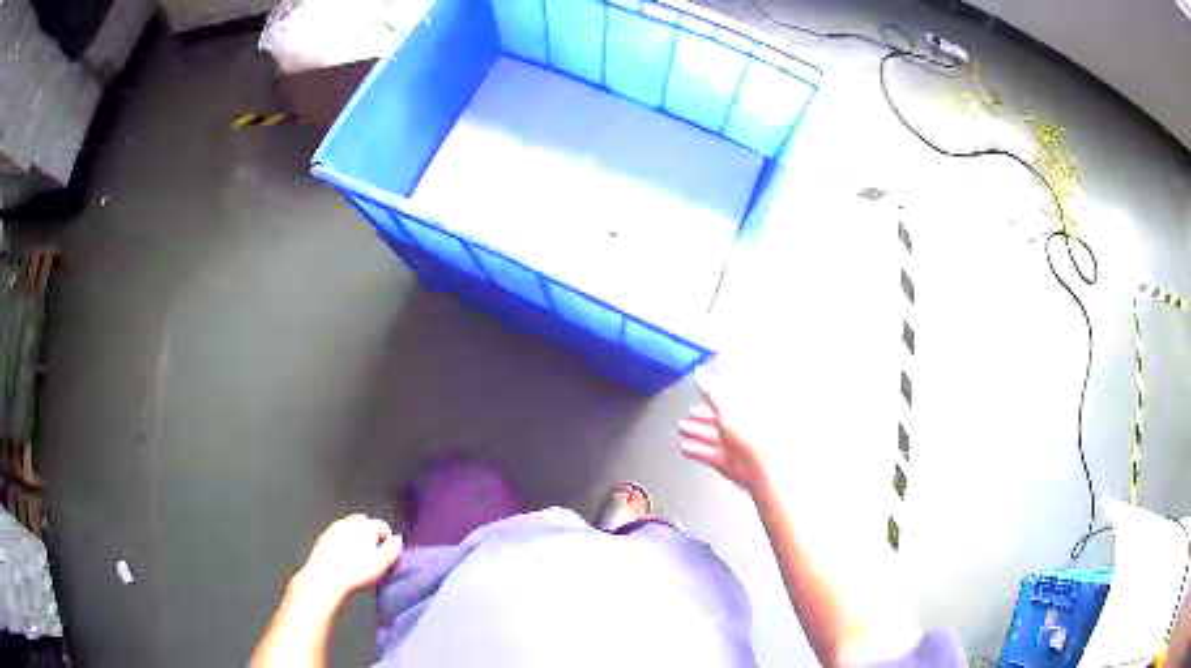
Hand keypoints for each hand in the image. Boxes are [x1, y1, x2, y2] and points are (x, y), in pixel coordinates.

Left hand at [294, 514, 403, 606]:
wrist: (325, 577)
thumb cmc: (357, 571)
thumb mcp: (381, 564)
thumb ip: (392, 550)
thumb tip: (398, 539)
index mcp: (366, 525)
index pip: (384, 527)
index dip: (388, 543)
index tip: (387, 560)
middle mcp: (349, 520)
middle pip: (366, 526)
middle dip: (371, 539)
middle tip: (373, 559)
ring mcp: (334, 527)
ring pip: (351, 531)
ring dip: (356, 541)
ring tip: (357, 562)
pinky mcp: (323, 537)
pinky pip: (339, 538)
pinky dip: (343, 545)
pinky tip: (343, 561)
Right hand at [678, 368, 769, 493]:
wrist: (761, 467)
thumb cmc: (752, 437)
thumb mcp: (726, 408)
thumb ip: (710, 391)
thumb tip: (700, 373)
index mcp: (745, 411)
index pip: (728, 400)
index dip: (714, 396)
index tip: (702, 391)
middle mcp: (741, 427)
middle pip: (719, 419)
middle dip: (703, 416)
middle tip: (690, 412)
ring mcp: (735, 445)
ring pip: (713, 437)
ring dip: (697, 432)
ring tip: (682, 428)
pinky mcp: (728, 461)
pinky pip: (708, 454)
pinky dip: (696, 450)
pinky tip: (686, 447)